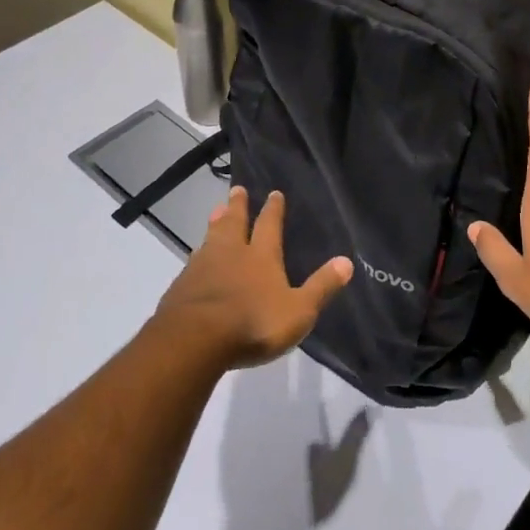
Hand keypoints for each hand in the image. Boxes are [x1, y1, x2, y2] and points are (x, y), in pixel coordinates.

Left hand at [155, 188, 353, 368]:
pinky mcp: (182, 286)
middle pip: (235, 222)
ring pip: (211, 237)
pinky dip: (198, 253)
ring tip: (216, 211)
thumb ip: (321, 286)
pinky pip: (193, 261)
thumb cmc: (253, 323)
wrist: (194, 340)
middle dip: (238, 206)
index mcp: (261, 256)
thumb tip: (347, 262)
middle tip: (237, 189)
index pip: (269, 225)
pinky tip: (195, 257)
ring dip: (216, 222)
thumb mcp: (298, 310)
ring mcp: (203, 267)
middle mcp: (231, 253)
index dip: (273, 209)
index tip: (273, 192)